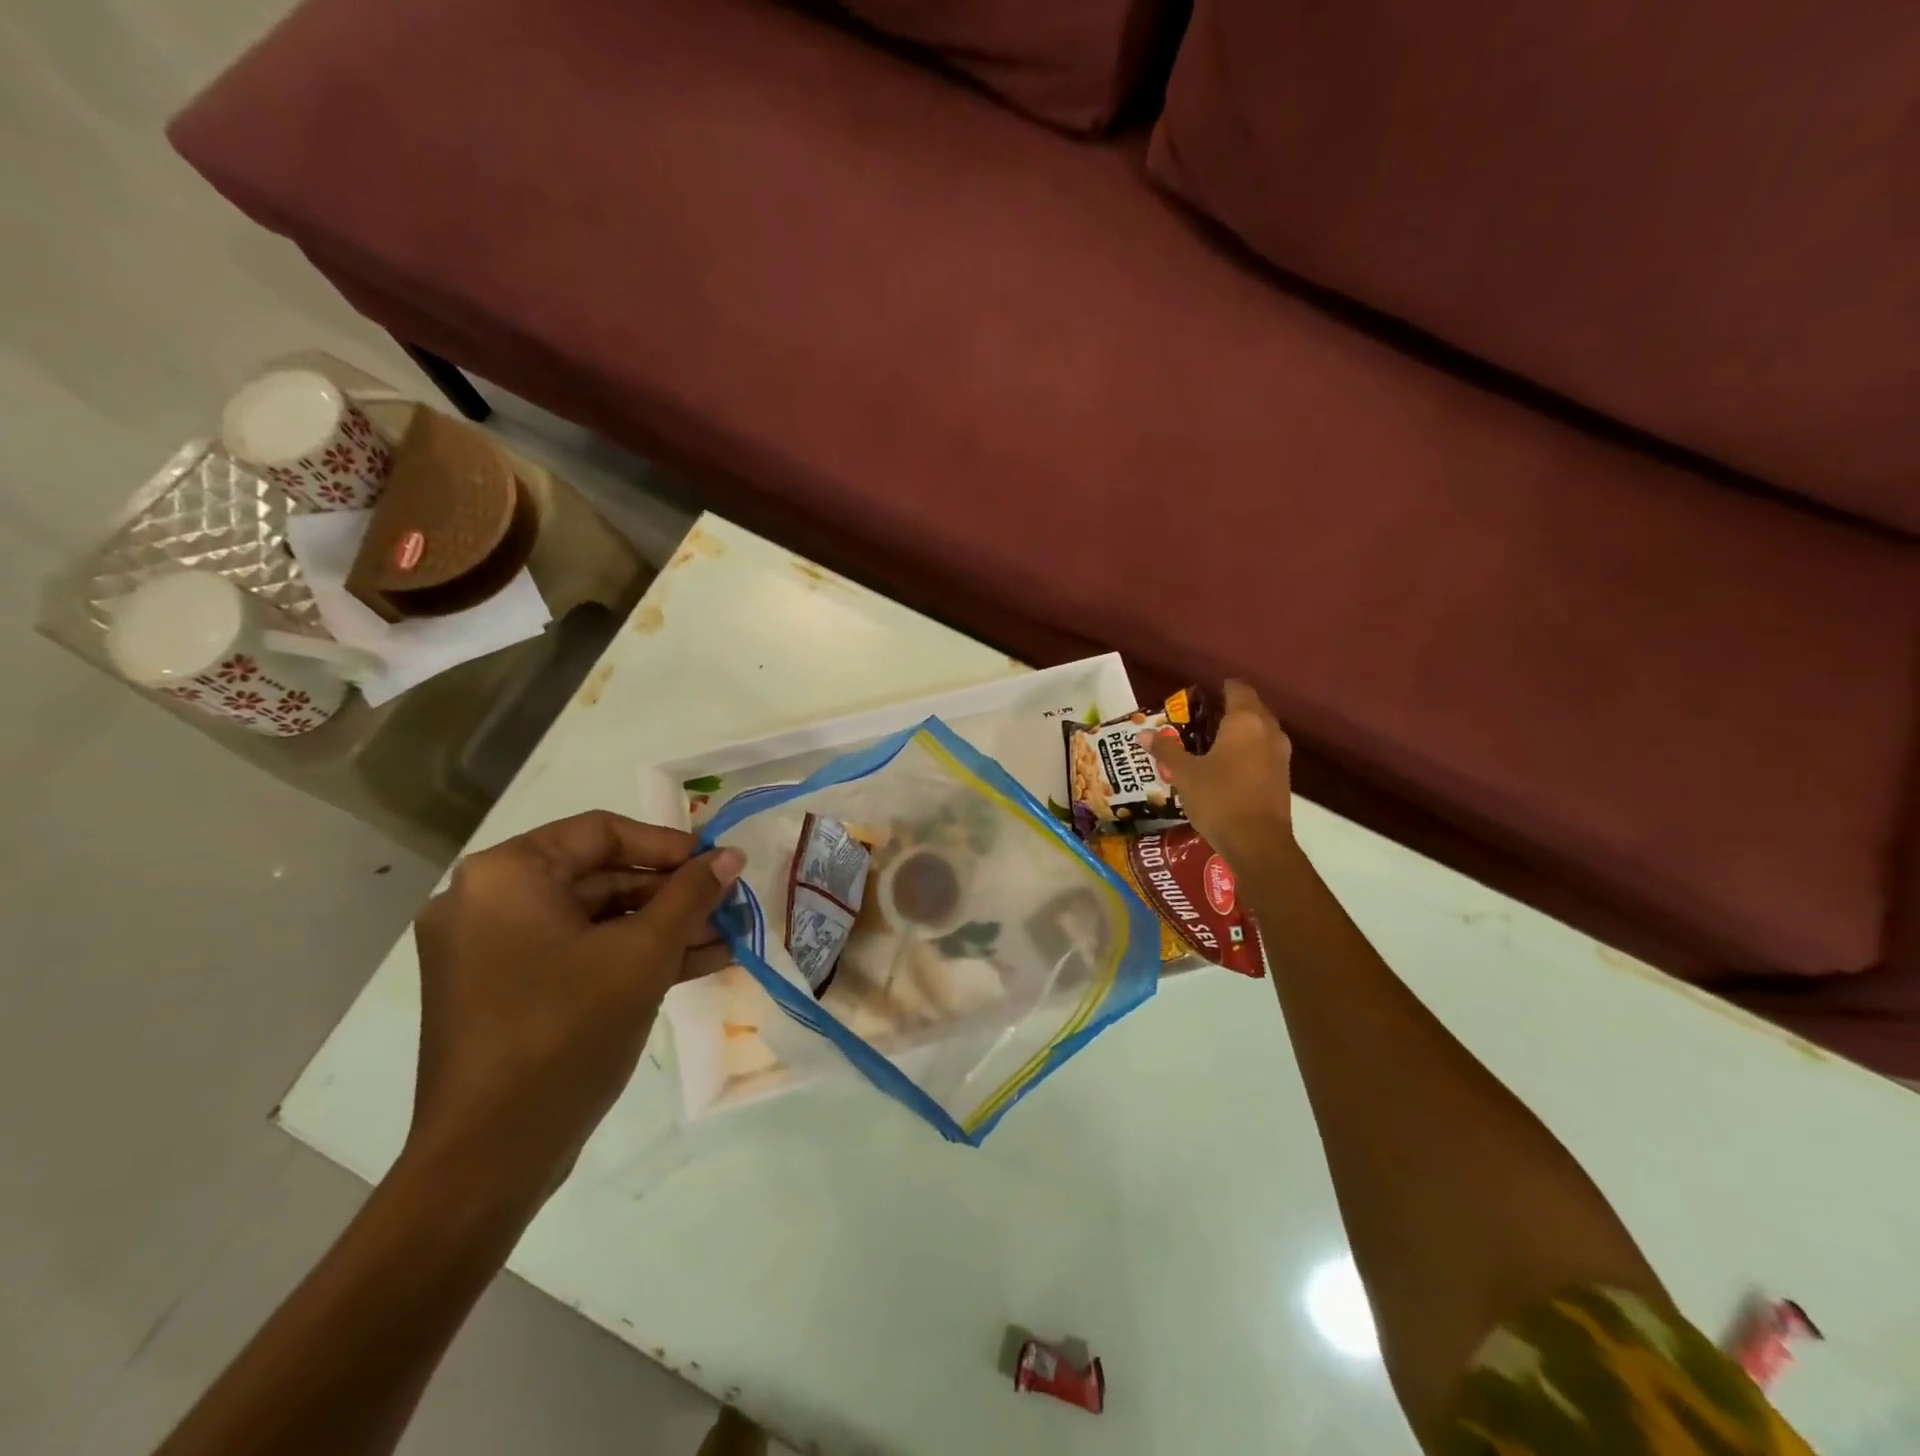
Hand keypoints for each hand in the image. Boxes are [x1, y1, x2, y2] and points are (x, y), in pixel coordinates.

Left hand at [407, 812, 743, 1211]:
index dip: (668, 844)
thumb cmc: (565, 1032)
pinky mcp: (506, 991)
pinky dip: (631, 956)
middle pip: (599, 876)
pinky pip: (578, 954)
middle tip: (728, 903)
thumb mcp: (643, 954)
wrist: (489, 1158)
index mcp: (506, 876)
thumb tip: (731, 856)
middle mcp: (488, 902)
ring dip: (661, 927)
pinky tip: (697, 963)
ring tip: (726, 936)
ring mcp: (493, 950)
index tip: (716, 864)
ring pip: (594, 919)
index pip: (601, 832)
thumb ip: (691, 895)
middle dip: (671, 893)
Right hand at [1150, 680, 1294, 861]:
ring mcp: (1280, 754)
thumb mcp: (1185, 774)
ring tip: (1212, 743)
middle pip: (1252, 708)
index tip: (1203, 694)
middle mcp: (1268, 730)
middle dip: (1230, 709)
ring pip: (1260, 731)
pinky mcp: (1283, 777)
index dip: (1221, 687)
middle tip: (1202, 719)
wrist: (1257, 842)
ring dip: (1241, 732)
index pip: (1238, 689)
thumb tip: (1143, 734)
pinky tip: (1227, 767)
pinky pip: (1264, 752)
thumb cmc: (1219, 798)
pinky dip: (1248, 752)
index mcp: (1245, 721)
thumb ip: (1166, 750)